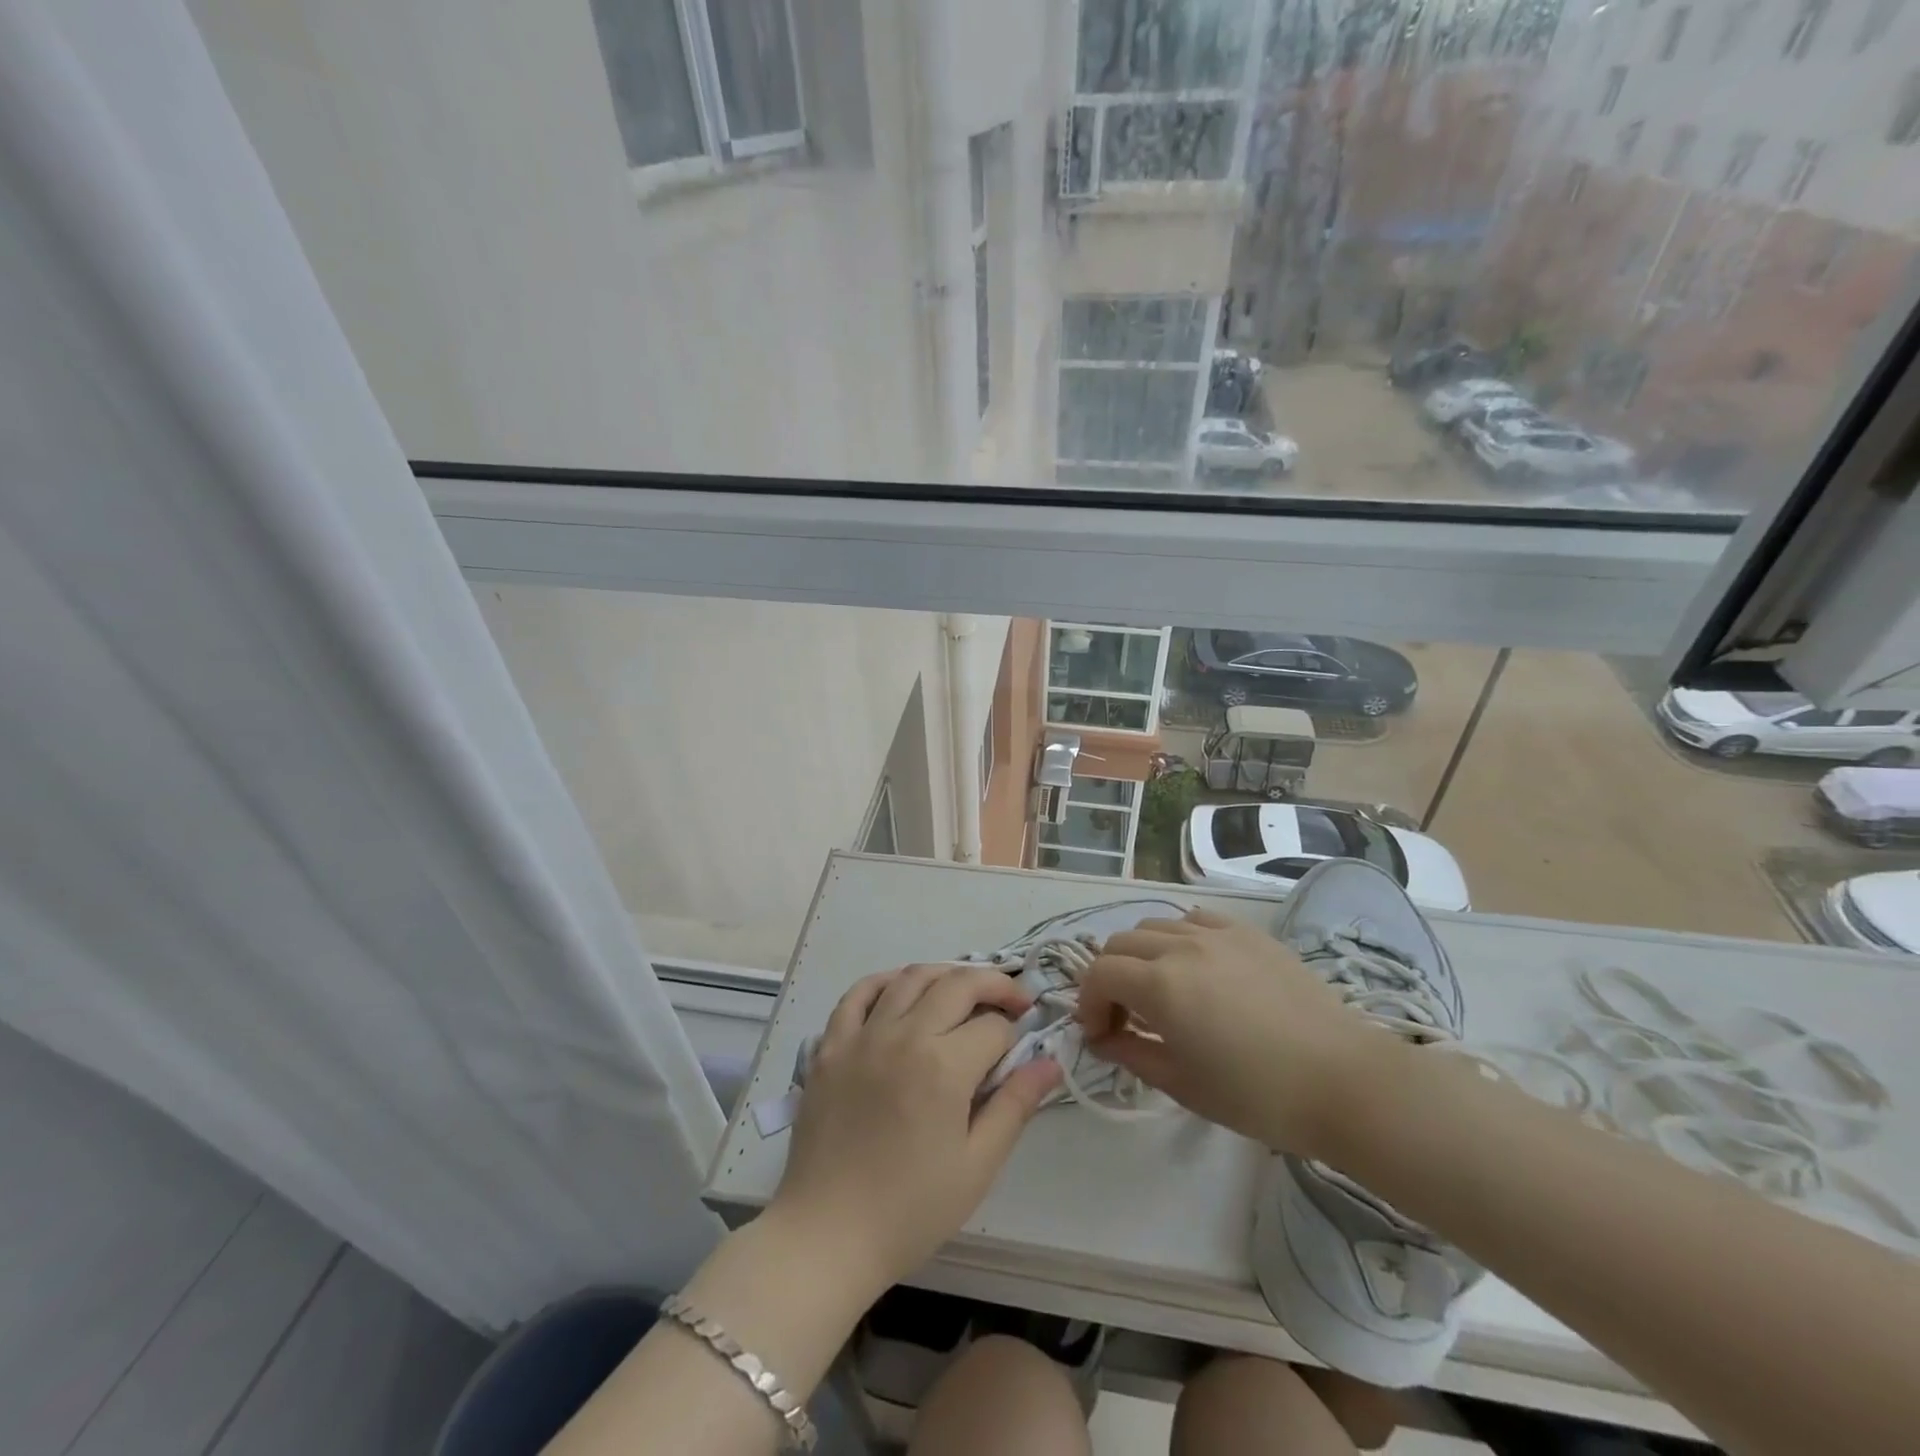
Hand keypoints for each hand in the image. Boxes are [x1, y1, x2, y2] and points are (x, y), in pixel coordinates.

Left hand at [767, 965, 1063, 1295]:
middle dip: (993, 985)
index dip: (1014, 1036)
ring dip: (946, 974)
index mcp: (943, 1066)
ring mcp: (862, 1035)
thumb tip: (1050, 1063)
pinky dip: (886, 980)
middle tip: (1012, 1001)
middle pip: (957, 985)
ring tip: (965, 990)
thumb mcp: (977, 1165)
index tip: (1022, 1050)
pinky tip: (903, 989)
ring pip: (911, 978)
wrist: (827, 1236)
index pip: (993, 1028)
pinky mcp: (830, 1045)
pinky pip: (859, 993)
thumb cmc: (910, 1210)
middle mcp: (903, 1035)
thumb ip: (1015, 1105)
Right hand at [1075, 909, 1386, 1156]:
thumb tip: (1102, 1039)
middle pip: (1120, 944)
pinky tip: (1196, 967)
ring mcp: (1218, 933)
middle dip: (1109, 978)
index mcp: (1160, 985)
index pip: (1099, 974)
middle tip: (1123, 1017)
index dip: (1088, 1003)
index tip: (1100, 1036)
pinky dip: (1179, 938)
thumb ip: (1131, 1053)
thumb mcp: (1182, 1084)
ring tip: (1160, 991)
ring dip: (1141, 956)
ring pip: (1155, 926)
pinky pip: (1195, 920)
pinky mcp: (1248, 933)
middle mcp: (1181, 946)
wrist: (1343, 1082)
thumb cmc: (1258, 1095)